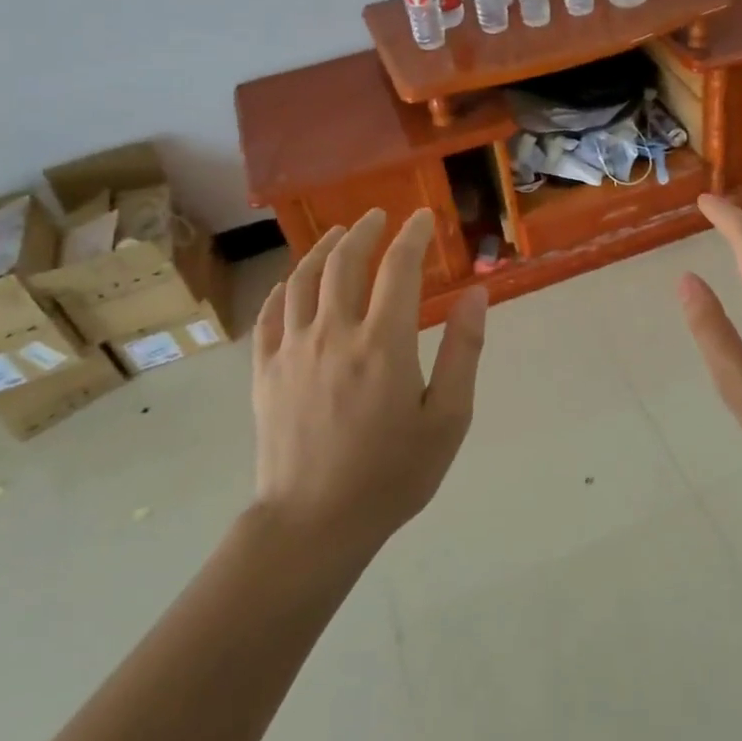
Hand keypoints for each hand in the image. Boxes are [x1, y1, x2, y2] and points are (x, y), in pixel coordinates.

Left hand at [251, 209, 486, 555]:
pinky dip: (284, 288)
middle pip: (344, 262)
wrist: (314, 523)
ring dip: (323, 249)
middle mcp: (334, 333)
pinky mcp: (265, 372)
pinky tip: (292, 283)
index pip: (398, 268)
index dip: (412, 236)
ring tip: (339, 234)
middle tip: (379, 217)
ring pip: (303, 280)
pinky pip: (271, 315)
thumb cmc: (392, 474)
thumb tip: (476, 294)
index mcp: (383, 342)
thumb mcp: (448, 418)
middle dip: (365, 231)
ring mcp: (292, 350)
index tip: (422, 217)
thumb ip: (463, 351)